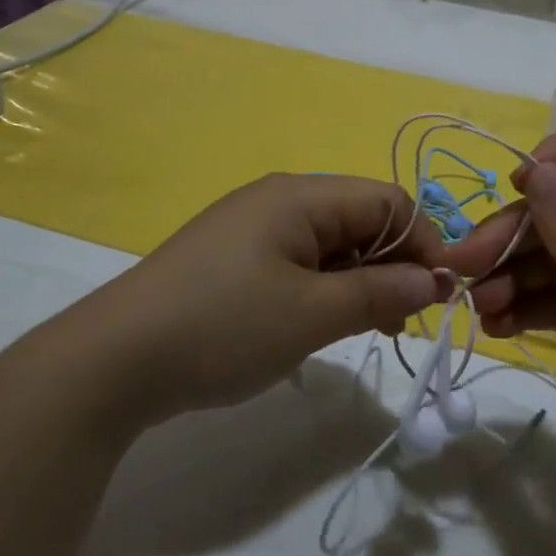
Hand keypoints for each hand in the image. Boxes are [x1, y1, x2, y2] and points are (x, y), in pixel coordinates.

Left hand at [87, 174, 450, 429]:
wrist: (114, 360)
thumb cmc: (222, 327)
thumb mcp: (310, 314)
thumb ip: (378, 292)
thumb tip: (433, 280)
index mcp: (299, 196)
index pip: (387, 201)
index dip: (423, 243)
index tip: (440, 297)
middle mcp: (278, 200)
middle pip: (359, 219)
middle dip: (393, 264)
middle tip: (401, 323)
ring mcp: (252, 229)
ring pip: (330, 244)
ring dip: (361, 280)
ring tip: (368, 329)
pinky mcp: (234, 259)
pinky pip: (299, 262)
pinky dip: (324, 288)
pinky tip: (322, 324)